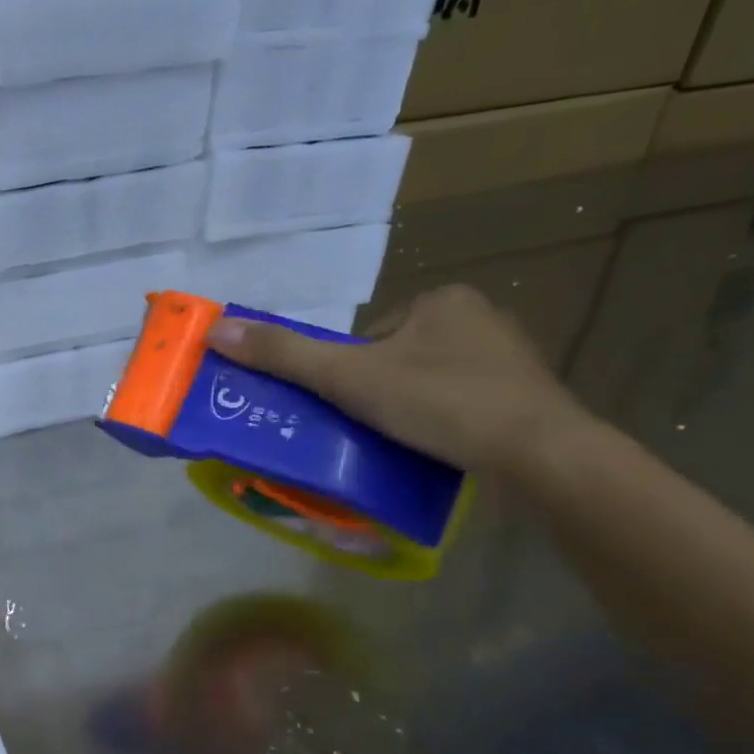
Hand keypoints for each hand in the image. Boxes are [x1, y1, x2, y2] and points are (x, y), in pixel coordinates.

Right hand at [203, 284, 586, 473]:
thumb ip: (284, 355)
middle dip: (378, 391)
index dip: (348, 371)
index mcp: (441, 301)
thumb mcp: (348, 377)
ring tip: (399, 442)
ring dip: (409, 408)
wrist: (537, 452)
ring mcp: (510, 359)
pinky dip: (442, 424)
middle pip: (398, 358)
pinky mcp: (527, 397)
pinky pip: (463, 404)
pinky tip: (437, 448)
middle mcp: (481, 317)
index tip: (347, 405)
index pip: (371, 334)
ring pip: (431, 382)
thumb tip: (216, 330)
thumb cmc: (438, 401)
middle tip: (367, 427)